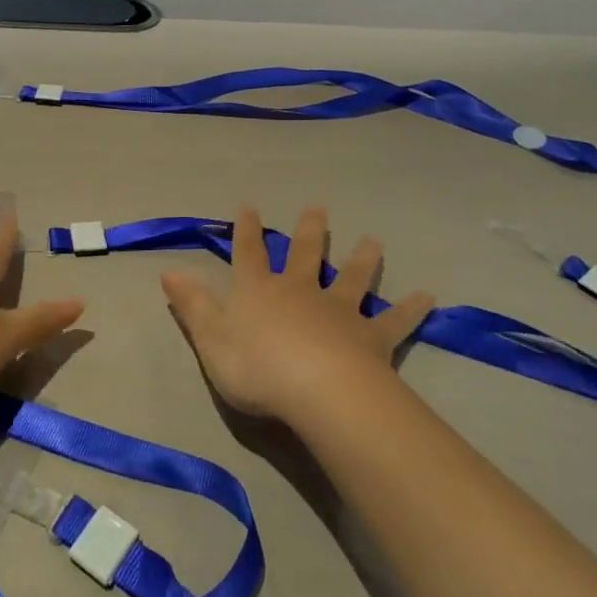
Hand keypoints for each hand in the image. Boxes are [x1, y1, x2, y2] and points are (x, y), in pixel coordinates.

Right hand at [160, 206, 432, 422]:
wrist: (318, 390)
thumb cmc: (256, 367)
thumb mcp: (210, 339)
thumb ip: (192, 305)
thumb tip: (168, 270)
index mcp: (260, 291)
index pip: (250, 253)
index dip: (248, 231)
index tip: (250, 206)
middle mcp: (300, 291)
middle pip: (306, 254)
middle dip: (311, 231)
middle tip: (319, 208)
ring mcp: (339, 311)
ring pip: (352, 278)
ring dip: (362, 259)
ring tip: (374, 241)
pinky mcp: (371, 337)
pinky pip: (394, 321)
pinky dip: (410, 309)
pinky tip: (428, 296)